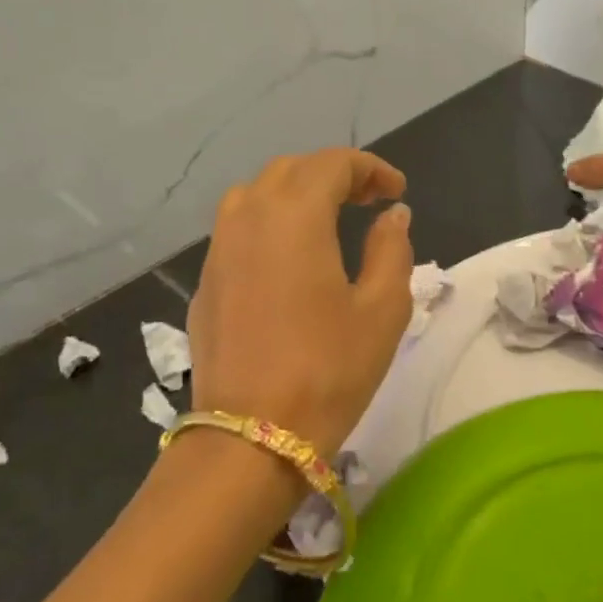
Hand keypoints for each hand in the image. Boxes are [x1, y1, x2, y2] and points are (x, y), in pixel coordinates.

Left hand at [187, 149, 413, 460]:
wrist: (251, 437)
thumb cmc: (329, 370)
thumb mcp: (382, 309)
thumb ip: (392, 250)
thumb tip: (392, 215)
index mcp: (294, 215)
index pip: (333, 164)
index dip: (371, 169)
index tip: (397, 191)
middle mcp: (248, 218)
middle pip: (291, 171)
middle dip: (333, 175)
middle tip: (369, 201)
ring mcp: (218, 250)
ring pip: (256, 195)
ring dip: (296, 194)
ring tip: (328, 221)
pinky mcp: (205, 283)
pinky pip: (237, 231)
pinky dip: (269, 224)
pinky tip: (289, 259)